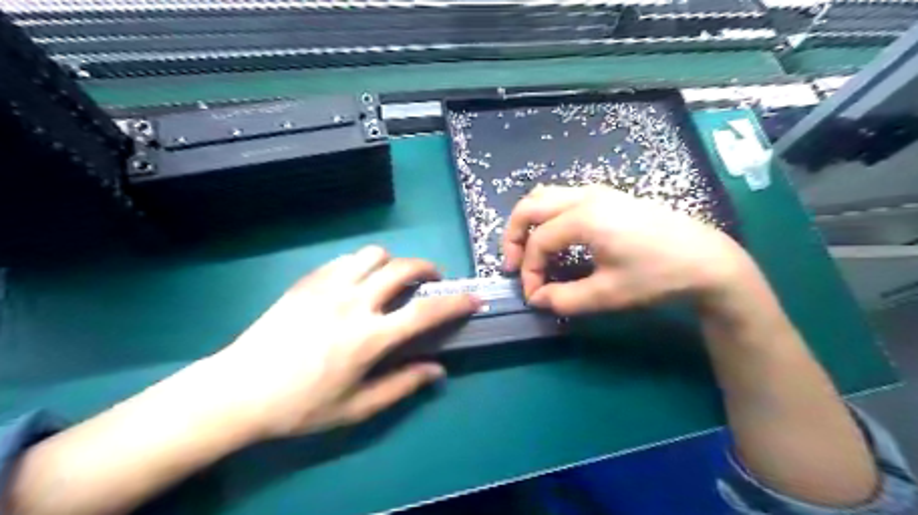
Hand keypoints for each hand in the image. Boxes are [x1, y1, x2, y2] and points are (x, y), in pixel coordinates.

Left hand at [210, 247, 480, 440]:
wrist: (239, 389)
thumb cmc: (301, 405)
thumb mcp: (357, 407)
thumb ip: (402, 385)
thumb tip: (438, 370)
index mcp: (369, 337)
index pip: (425, 312)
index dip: (456, 303)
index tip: (474, 298)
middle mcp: (354, 303)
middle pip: (402, 268)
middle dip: (427, 269)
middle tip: (431, 281)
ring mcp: (328, 287)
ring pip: (373, 254)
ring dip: (392, 262)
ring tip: (391, 279)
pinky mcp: (308, 281)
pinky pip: (345, 259)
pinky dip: (363, 264)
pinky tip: (357, 281)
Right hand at [502, 184, 752, 313]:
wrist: (706, 260)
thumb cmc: (657, 276)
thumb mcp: (608, 295)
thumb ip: (564, 299)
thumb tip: (538, 299)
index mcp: (584, 218)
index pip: (539, 242)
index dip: (530, 271)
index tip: (535, 296)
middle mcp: (585, 196)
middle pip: (529, 206)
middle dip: (514, 237)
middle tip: (514, 265)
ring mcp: (597, 191)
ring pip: (544, 196)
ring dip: (529, 223)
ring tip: (530, 251)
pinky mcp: (608, 196)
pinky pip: (562, 197)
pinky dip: (546, 215)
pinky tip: (555, 237)